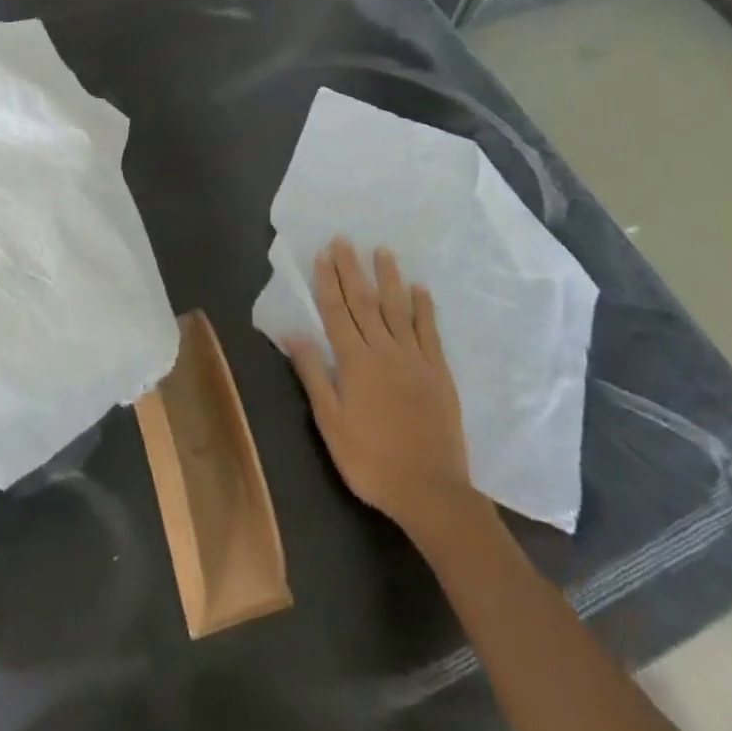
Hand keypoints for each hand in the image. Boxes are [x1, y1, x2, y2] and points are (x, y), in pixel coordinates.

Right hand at [285, 239, 477, 538]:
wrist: (430, 491)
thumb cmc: (371, 460)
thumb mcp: (331, 424)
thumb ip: (313, 375)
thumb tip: (293, 333)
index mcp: (354, 362)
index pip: (336, 312)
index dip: (327, 281)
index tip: (322, 253)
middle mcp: (384, 350)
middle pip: (364, 302)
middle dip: (352, 269)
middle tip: (345, 239)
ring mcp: (414, 358)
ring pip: (398, 308)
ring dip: (388, 277)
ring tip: (382, 250)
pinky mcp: (438, 371)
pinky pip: (429, 331)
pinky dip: (424, 307)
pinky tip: (420, 288)